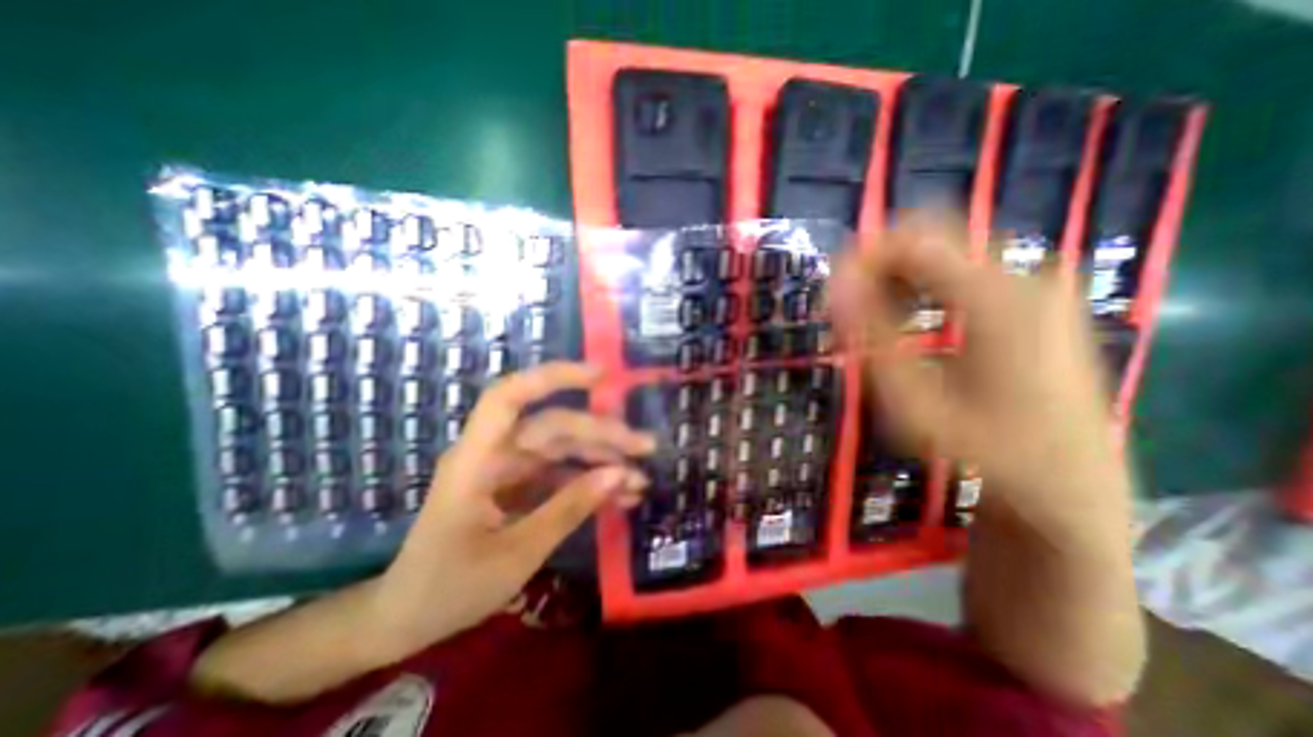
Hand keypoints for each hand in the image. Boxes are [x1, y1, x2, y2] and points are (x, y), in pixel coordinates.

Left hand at [369, 364, 648, 654]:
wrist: (409, 620)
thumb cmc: (449, 588)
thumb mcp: (516, 554)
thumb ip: (568, 508)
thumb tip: (619, 474)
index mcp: (476, 460)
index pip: (510, 397)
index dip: (553, 378)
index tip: (602, 375)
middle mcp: (495, 454)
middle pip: (554, 427)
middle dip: (602, 435)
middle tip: (646, 448)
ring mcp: (509, 470)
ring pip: (564, 449)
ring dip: (603, 460)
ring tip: (641, 478)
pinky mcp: (520, 487)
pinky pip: (561, 474)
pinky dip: (591, 483)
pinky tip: (621, 495)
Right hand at [829, 213, 1128, 513]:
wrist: (1072, 482)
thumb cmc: (986, 449)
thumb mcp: (915, 401)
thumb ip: (873, 338)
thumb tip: (836, 290)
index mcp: (997, 299)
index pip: (914, 241)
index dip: (862, 258)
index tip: (833, 293)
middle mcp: (1023, 275)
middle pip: (932, 235)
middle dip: (878, 263)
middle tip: (849, 306)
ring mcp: (1036, 284)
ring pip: (946, 250)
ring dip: (898, 275)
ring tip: (873, 318)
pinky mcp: (1035, 298)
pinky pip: (964, 269)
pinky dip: (923, 284)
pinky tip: (910, 319)